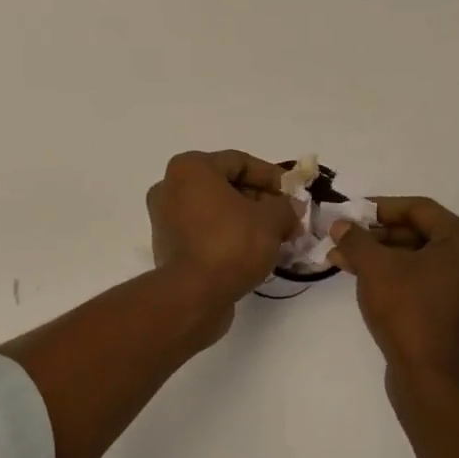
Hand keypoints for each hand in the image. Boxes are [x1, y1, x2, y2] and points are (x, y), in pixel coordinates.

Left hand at [147, 151, 299, 309]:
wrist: (193, 295)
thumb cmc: (231, 244)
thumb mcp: (271, 220)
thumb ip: (285, 207)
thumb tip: (290, 209)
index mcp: (190, 168)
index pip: (239, 162)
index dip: (272, 177)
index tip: (293, 194)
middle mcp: (170, 187)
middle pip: (225, 185)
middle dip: (260, 201)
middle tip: (287, 219)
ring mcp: (164, 218)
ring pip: (214, 210)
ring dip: (245, 220)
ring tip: (274, 237)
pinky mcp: (167, 246)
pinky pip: (203, 231)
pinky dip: (227, 235)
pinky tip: (251, 252)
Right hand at [328, 197, 458, 389]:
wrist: (431, 380)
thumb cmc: (408, 312)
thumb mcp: (375, 268)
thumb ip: (356, 239)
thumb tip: (340, 225)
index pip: (419, 209)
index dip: (379, 208)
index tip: (349, 212)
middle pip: (421, 234)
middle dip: (377, 236)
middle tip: (343, 238)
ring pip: (421, 259)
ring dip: (382, 257)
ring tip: (343, 260)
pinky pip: (428, 281)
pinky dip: (398, 276)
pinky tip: (365, 279)